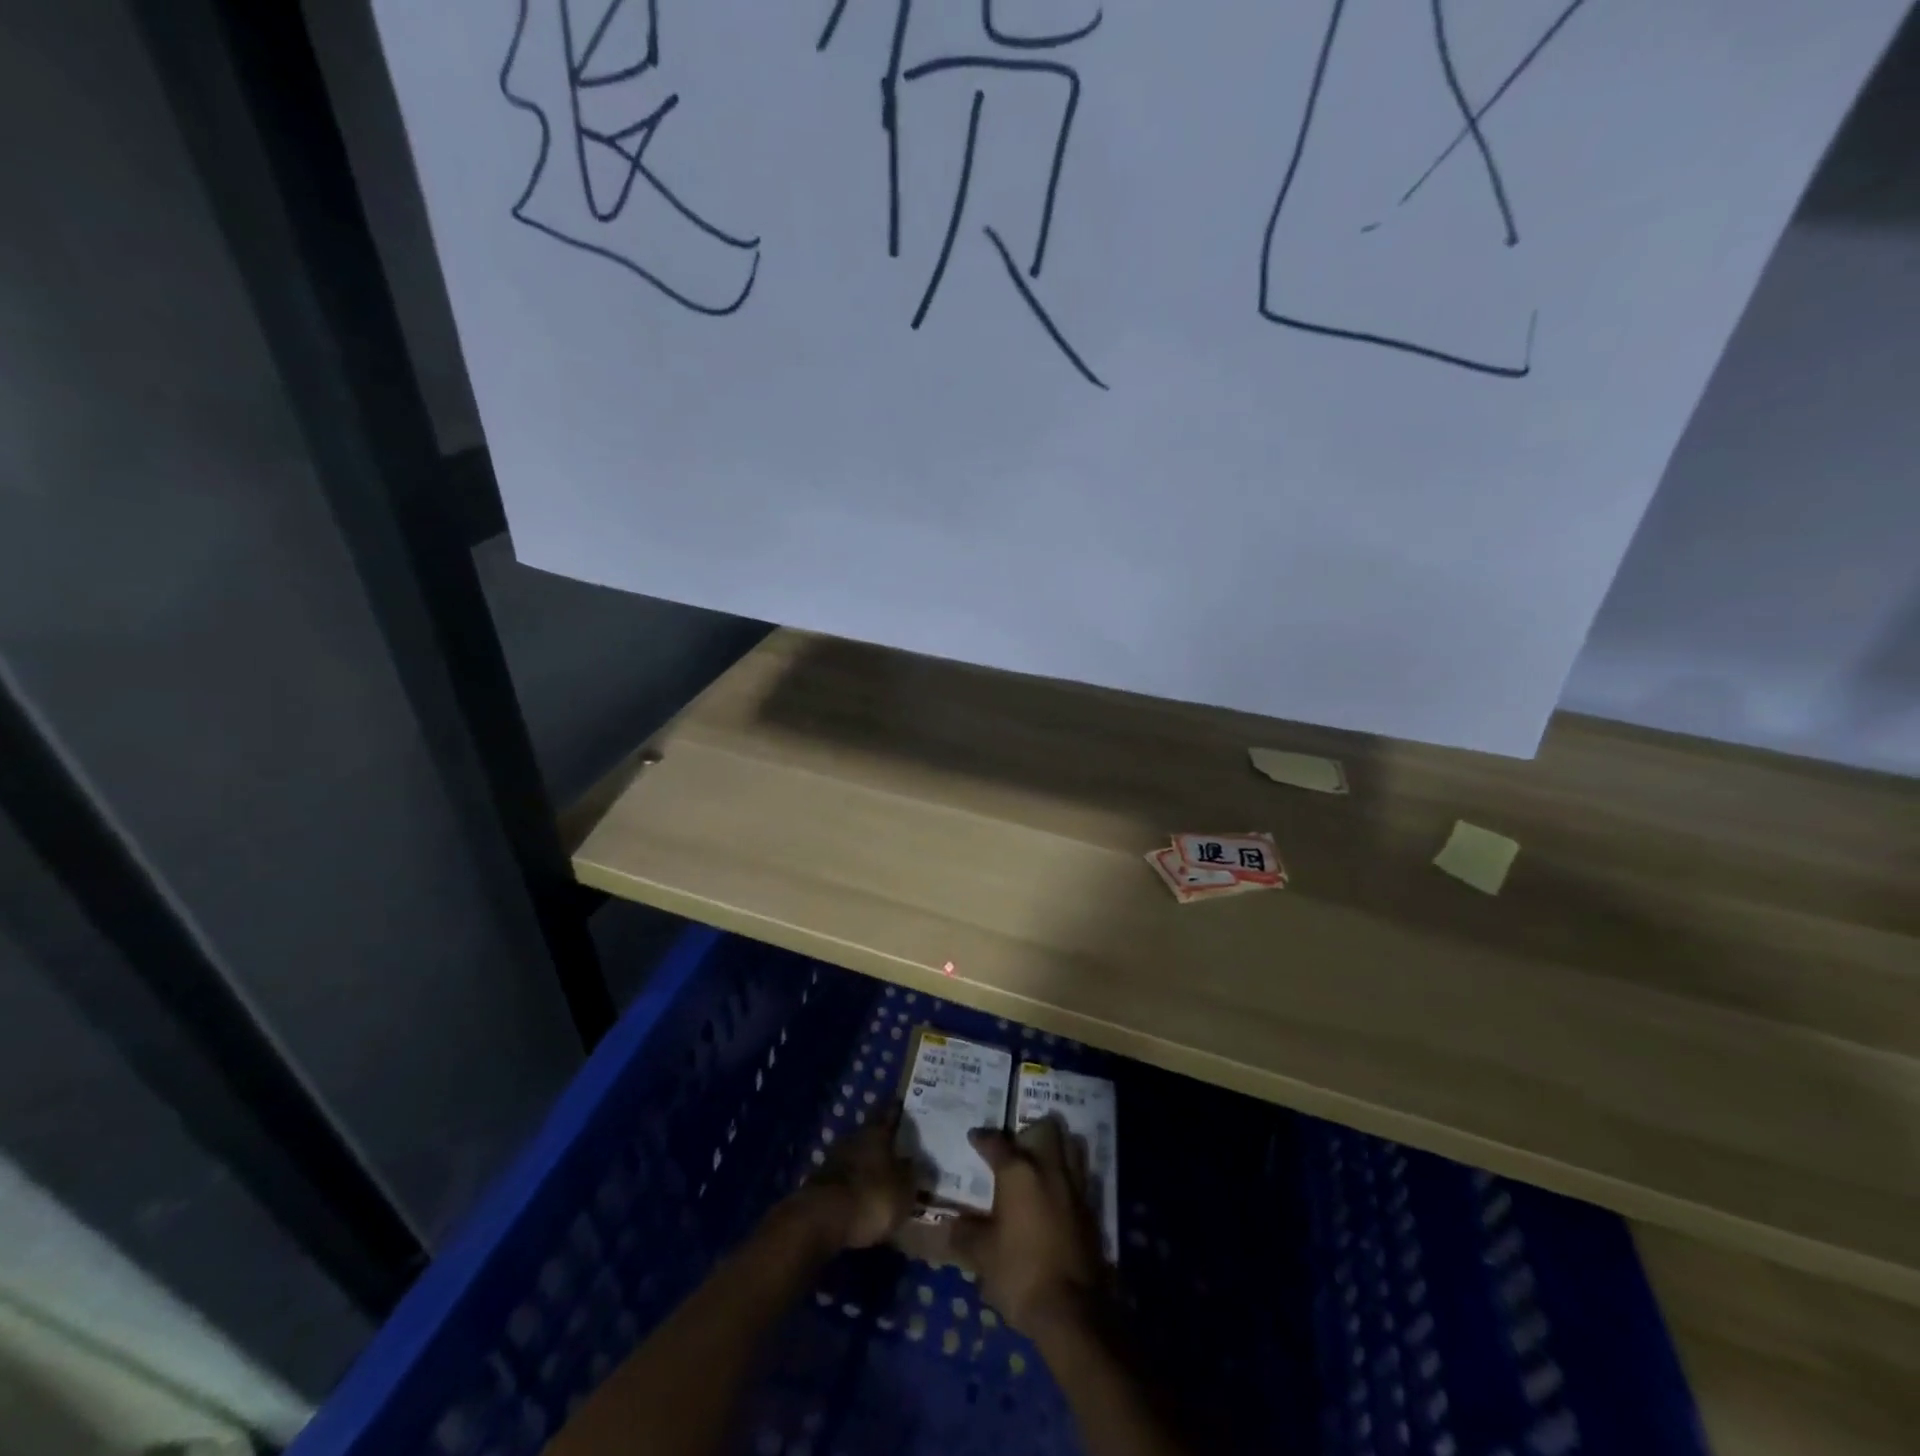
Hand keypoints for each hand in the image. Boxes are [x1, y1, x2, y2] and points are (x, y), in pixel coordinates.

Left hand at [794, 1113, 915, 1250]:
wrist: (820, 1221)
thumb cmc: (871, 1197)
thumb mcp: (904, 1188)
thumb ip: (912, 1173)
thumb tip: (916, 1162)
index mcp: (876, 1132)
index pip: (890, 1112)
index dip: (898, 1109)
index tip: (904, 1104)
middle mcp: (854, 1138)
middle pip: (871, 1134)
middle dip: (883, 1141)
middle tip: (899, 1148)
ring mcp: (833, 1160)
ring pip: (856, 1156)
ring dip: (867, 1165)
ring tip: (882, 1177)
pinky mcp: (820, 1185)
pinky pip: (844, 1180)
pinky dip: (854, 1185)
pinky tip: (862, 1197)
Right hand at [951, 1116, 1102, 1332]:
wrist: (1071, 1311)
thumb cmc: (1020, 1273)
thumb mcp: (982, 1256)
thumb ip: (964, 1234)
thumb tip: (946, 1226)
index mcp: (1018, 1172)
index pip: (996, 1143)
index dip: (983, 1138)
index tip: (974, 1137)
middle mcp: (1049, 1169)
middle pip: (1045, 1130)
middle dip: (1029, 1133)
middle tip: (1015, 1149)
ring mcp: (1074, 1188)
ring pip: (1070, 1146)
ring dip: (1056, 1148)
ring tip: (1040, 1163)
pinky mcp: (1091, 1210)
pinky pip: (1080, 1177)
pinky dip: (1068, 1177)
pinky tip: (1056, 1196)